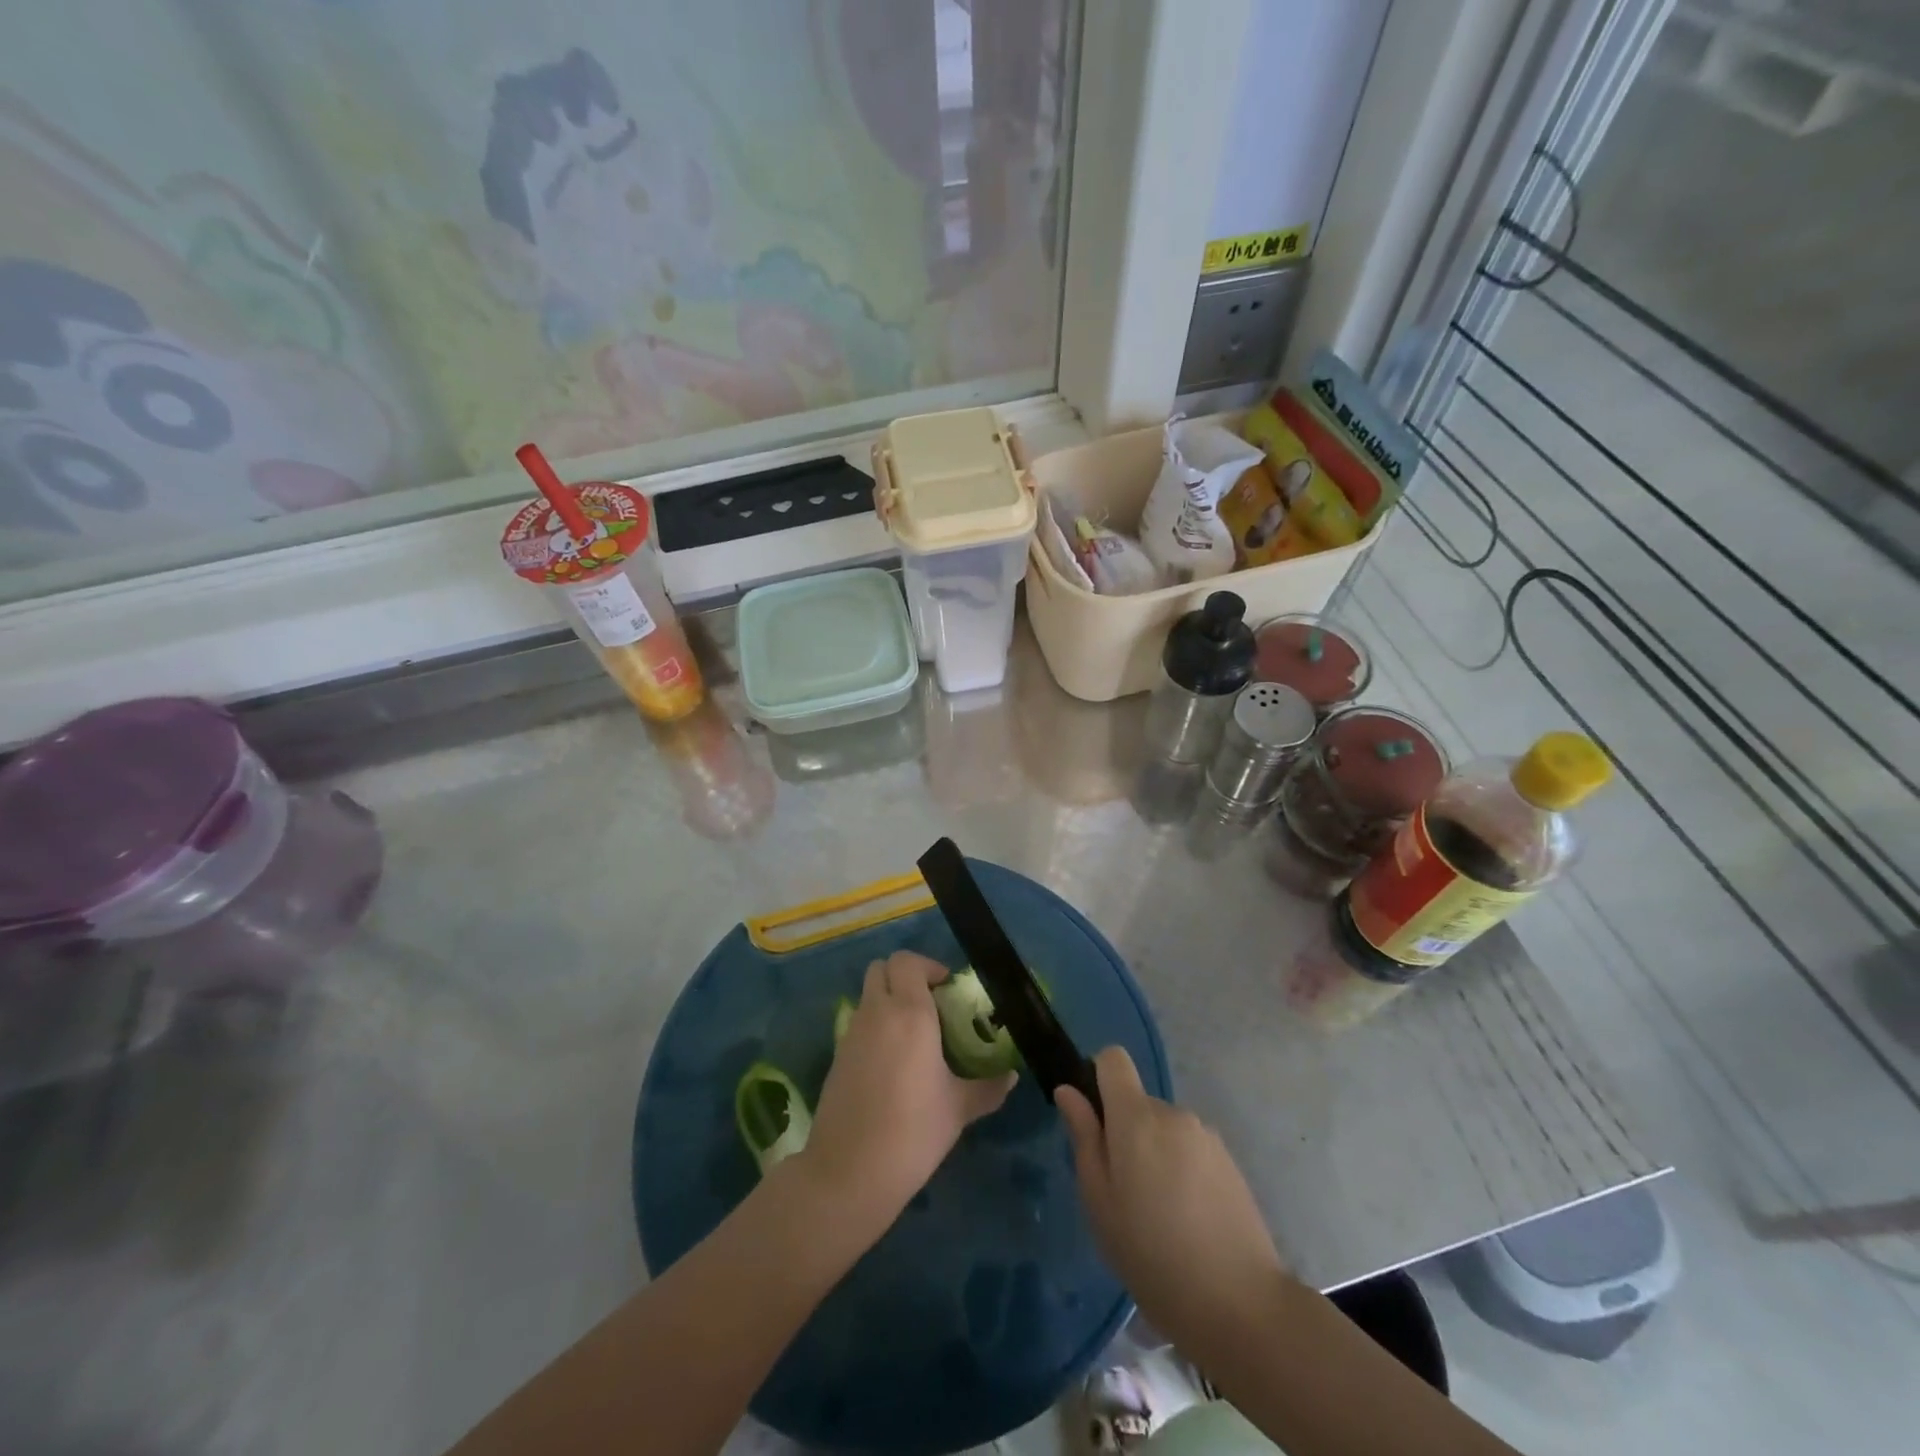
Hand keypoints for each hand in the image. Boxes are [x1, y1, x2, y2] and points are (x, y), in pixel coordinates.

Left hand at [799, 952, 1015, 1239]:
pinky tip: (892, 1062)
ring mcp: (852, 1033)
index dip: (927, 966)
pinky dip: (874, 1026)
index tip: (947, 988)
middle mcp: (877, 1013)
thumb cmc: (912, 1132)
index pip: (907, 961)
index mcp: (910, 1013)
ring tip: (914, 1034)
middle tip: (929, 1003)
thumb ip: (987, 1088)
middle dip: (904, 976)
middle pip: (881, 968)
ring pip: (867, 994)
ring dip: (888, 999)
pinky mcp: (837, 1056)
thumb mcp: (958, 1110)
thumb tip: (1011, 1077)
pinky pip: (858, 1023)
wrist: (849, 1171)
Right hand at [1057, 1047, 1286, 1366]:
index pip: (1113, 1059)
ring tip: (1159, 1214)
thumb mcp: (1099, 1202)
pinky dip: (1181, 1170)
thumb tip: (1069, 1091)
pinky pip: (1190, 1149)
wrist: (1241, 1305)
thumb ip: (1084, 1138)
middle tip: (1124, 1192)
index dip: (1098, 1078)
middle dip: (1126, 1132)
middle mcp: (1173, 1113)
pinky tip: (1187, 1220)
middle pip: (1138, 1102)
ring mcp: (1206, 1136)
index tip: (1094, 1121)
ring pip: (1164, 1129)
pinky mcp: (1229, 1161)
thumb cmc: (1152, 1255)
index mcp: (1136, 1117)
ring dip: (1155, 1154)